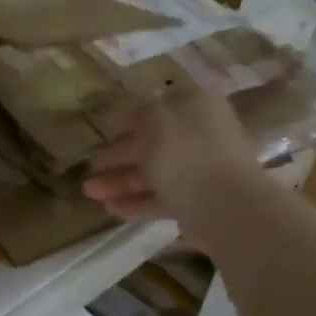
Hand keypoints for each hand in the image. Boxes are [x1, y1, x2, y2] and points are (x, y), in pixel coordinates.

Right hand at [83, 84, 257, 225]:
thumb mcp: (153, 121)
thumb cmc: (186, 153)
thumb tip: (127, 118)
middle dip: (117, 157)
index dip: (126, 120)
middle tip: (90, 168)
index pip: (156, 108)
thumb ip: (137, 115)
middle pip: (152, 144)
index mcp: (196, 106)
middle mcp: (201, 134)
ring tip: (90, 193)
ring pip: (154, 172)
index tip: (103, 132)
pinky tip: (111, 209)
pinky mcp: (199, 201)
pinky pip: (162, 196)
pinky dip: (136, 201)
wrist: (225, 207)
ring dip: (120, 182)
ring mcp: (202, 170)